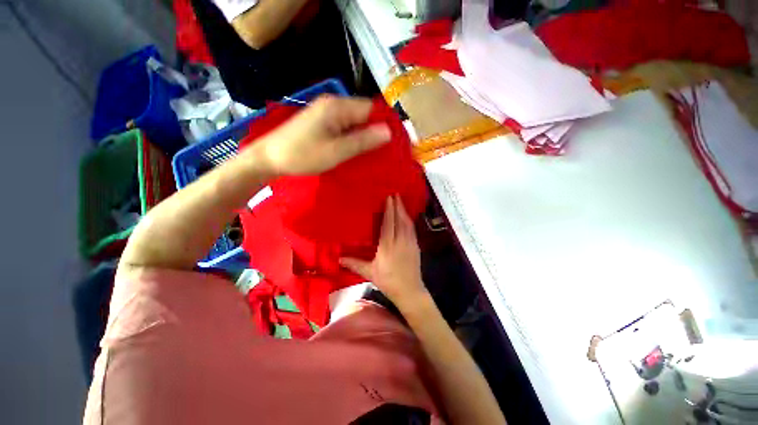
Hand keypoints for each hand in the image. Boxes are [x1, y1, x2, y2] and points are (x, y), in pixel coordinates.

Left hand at [251, 96, 390, 176]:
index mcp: (338, 107)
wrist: (269, 158)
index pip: (372, 109)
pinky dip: (353, 138)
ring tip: (375, 153)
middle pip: (364, 114)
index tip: (395, 142)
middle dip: (375, 132)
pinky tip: (357, 150)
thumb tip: (388, 132)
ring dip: (365, 136)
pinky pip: (345, 127)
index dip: (385, 124)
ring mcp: (326, 113)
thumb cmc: (302, 155)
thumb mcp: (336, 151)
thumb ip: (362, 141)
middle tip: (386, 151)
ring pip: (355, 122)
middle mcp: (333, 104)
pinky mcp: (322, 122)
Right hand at [340, 195, 428, 307]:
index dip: (389, 209)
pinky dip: (409, 220)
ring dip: (404, 211)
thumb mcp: (369, 273)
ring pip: (407, 223)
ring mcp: (410, 243)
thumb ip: (354, 264)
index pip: (388, 223)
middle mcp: (400, 241)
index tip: (389, 197)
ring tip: (401, 202)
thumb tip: (338, 258)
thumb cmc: (388, 281)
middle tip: (396, 194)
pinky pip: (412, 229)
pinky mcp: (416, 246)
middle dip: (398, 206)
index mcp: (387, 246)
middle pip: (399, 220)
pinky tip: (407, 217)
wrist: (410, 291)